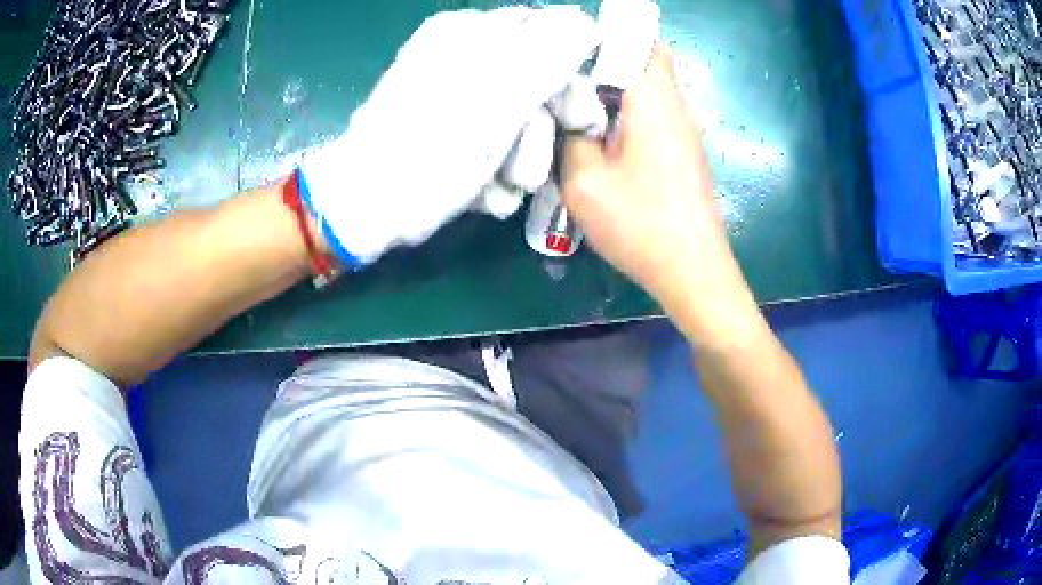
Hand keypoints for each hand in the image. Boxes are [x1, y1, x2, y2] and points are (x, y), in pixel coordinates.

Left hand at [298, 7, 599, 266]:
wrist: (369, 204)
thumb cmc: (435, 148)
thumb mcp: (502, 94)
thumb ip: (552, 51)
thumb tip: (588, 23)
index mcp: (472, 32)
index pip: (549, 37)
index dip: (570, 80)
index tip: (579, 122)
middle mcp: (462, 54)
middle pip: (535, 81)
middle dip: (541, 129)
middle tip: (533, 165)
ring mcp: (453, 93)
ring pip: (516, 118)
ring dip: (518, 160)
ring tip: (499, 184)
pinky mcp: (447, 129)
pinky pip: (491, 140)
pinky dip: (493, 169)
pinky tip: (482, 191)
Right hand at [561, 46, 758, 341]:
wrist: (693, 271)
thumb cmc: (641, 224)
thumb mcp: (584, 182)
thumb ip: (569, 137)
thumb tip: (570, 116)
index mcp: (655, 101)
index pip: (642, 42)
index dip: (607, 36)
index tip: (570, 47)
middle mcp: (675, 107)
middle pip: (645, 62)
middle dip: (605, 61)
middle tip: (565, 76)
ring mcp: (683, 131)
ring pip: (648, 89)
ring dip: (614, 90)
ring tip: (574, 103)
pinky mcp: (682, 153)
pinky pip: (652, 114)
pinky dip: (626, 112)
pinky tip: (599, 135)